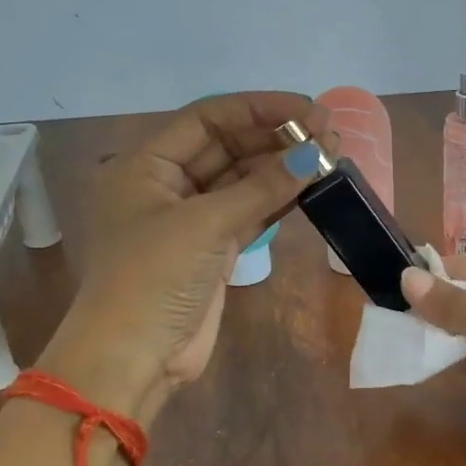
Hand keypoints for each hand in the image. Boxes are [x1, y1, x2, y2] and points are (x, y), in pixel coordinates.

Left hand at [76, 92, 332, 398]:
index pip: (208, 119)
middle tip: (330, 133)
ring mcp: (192, 219)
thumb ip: (261, 188)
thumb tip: (316, 155)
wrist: (134, 356)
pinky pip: (250, 212)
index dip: (258, 109)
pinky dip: (278, 200)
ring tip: (331, 156)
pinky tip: (311, 187)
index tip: (307, 109)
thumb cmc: (153, 278)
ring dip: (283, 169)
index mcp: (147, 165)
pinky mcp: (213, 250)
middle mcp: (168, 184)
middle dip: (277, 138)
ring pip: (243, 181)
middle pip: (228, 147)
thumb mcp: (204, 225)